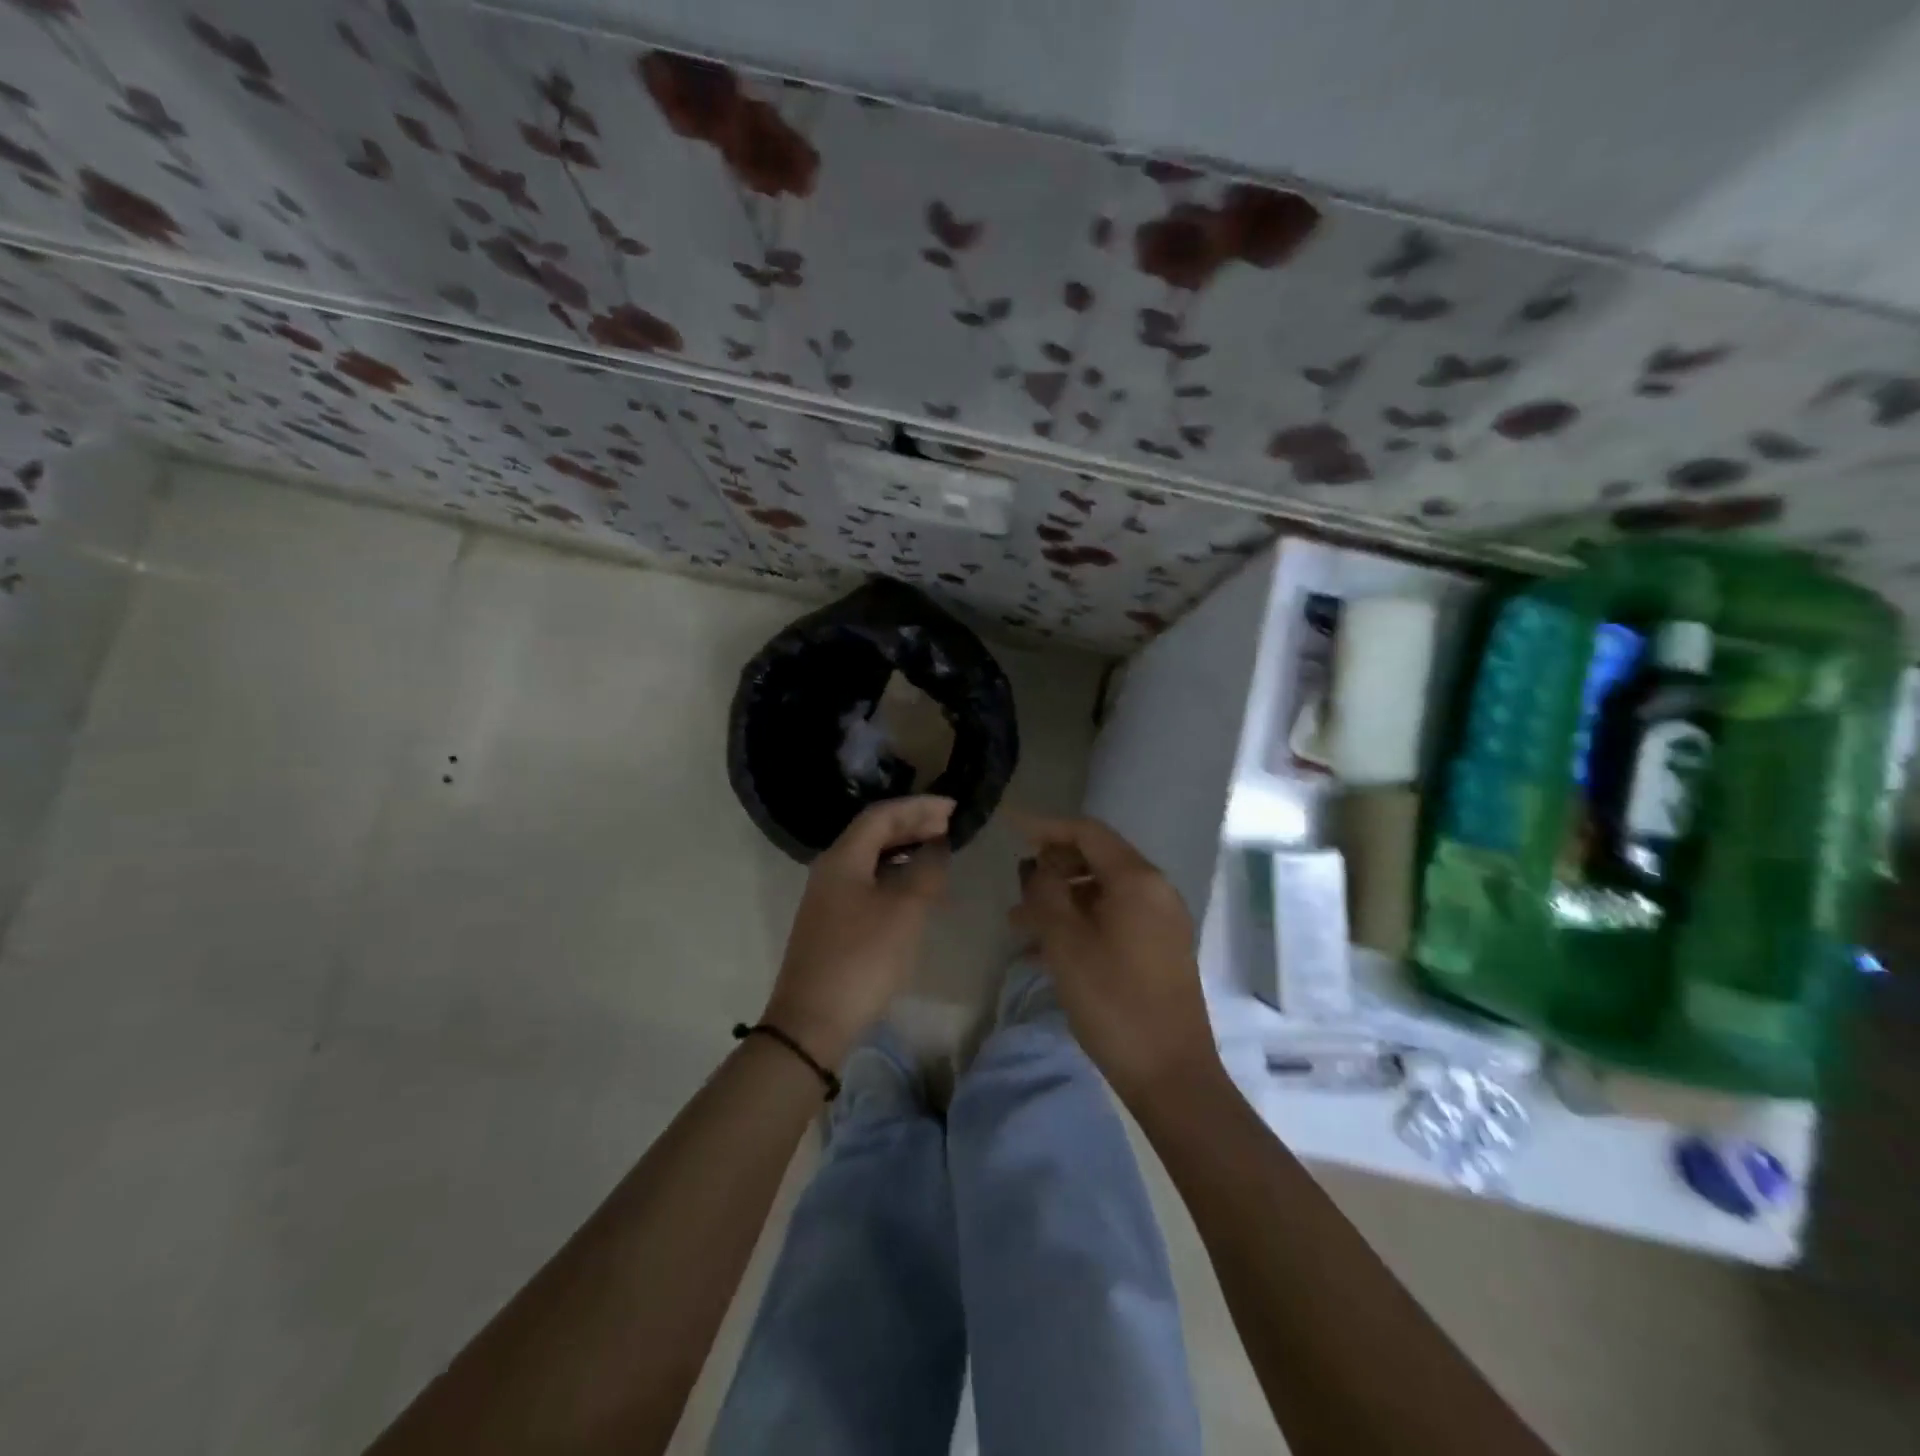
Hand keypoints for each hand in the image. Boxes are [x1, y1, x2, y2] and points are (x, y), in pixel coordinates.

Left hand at [763, 795, 953, 1066]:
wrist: (812, 1022)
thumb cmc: (862, 958)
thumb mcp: (904, 911)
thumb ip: (925, 872)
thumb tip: (937, 847)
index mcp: (843, 858)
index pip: (881, 815)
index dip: (918, 807)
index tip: (952, 808)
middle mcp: (831, 870)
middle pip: (873, 834)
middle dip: (912, 825)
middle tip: (949, 826)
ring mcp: (828, 898)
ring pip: (871, 859)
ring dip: (905, 850)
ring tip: (938, 853)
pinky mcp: (832, 923)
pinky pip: (868, 883)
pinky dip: (895, 876)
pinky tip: (916, 890)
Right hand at [1011, 816, 1221, 1103]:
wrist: (1171, 1074)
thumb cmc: (1113, 1002)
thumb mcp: (1066, 943)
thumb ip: (1047, 893)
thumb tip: (1039, 866)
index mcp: (1138, 880)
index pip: (1088, 832)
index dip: (1046, 827)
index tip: (1010, 828)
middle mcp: (1156, 890)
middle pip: (1096, 860)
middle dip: (1051, 869)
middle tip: (1015, 888)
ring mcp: (1162, 921)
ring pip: (1102, 893)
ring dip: (1061, 900)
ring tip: (1019, 924)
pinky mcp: (1160, 948)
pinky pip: (1114, 918)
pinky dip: (1080, 922)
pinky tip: (1047, 950)